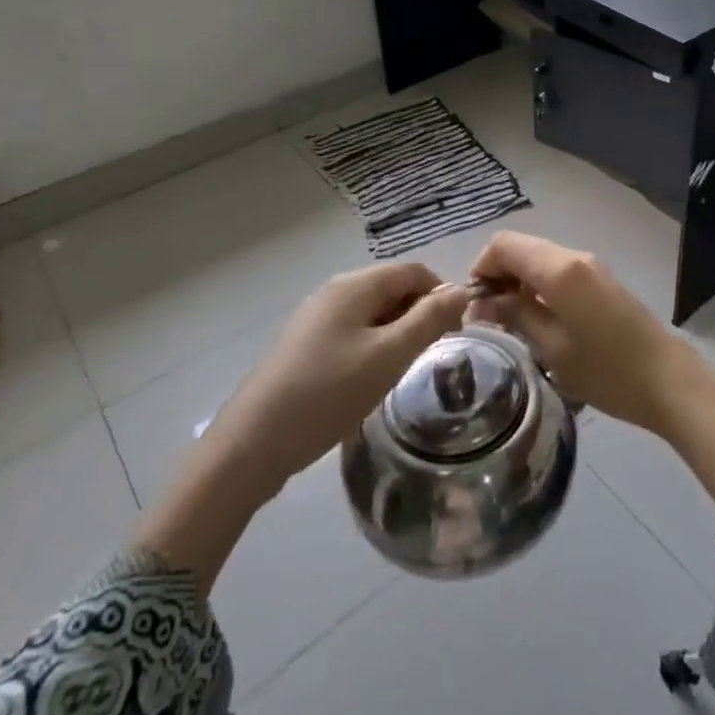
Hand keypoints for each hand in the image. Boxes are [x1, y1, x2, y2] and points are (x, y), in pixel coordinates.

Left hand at [224, 262, 471, 483]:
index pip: (415, 271)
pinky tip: (367, 381)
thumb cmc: (328, 393)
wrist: (252, 443)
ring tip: (399, 372)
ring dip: (396, 334)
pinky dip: (371, 347)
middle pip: (393, 288)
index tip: (454, 333)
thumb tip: (462, 290)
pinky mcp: (304, 345)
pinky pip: (352, 332)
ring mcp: (315, 318)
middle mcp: (334, 291)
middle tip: (428, 357)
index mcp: (355, 285)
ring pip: (373, 313)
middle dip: (418, 315)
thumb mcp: (389, 356)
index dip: (441, 295)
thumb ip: (429, 320)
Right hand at [468, 232, 714, 501]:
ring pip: (539, 259)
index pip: (504, 244)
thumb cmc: (606, 370)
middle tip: (487, 319)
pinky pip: (558, 271)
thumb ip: (516, 315)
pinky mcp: (601, 281)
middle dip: (497, 276)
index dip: (481, 268)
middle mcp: (574, 257)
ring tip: (510, 324)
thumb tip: (485, 301)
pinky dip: (539, 287)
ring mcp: (591, 267)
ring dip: (518, 282)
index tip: (473, 306)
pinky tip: (539, 322)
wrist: (668, 381)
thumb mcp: (552, 348)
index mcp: (559, 268)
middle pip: (521, 248)